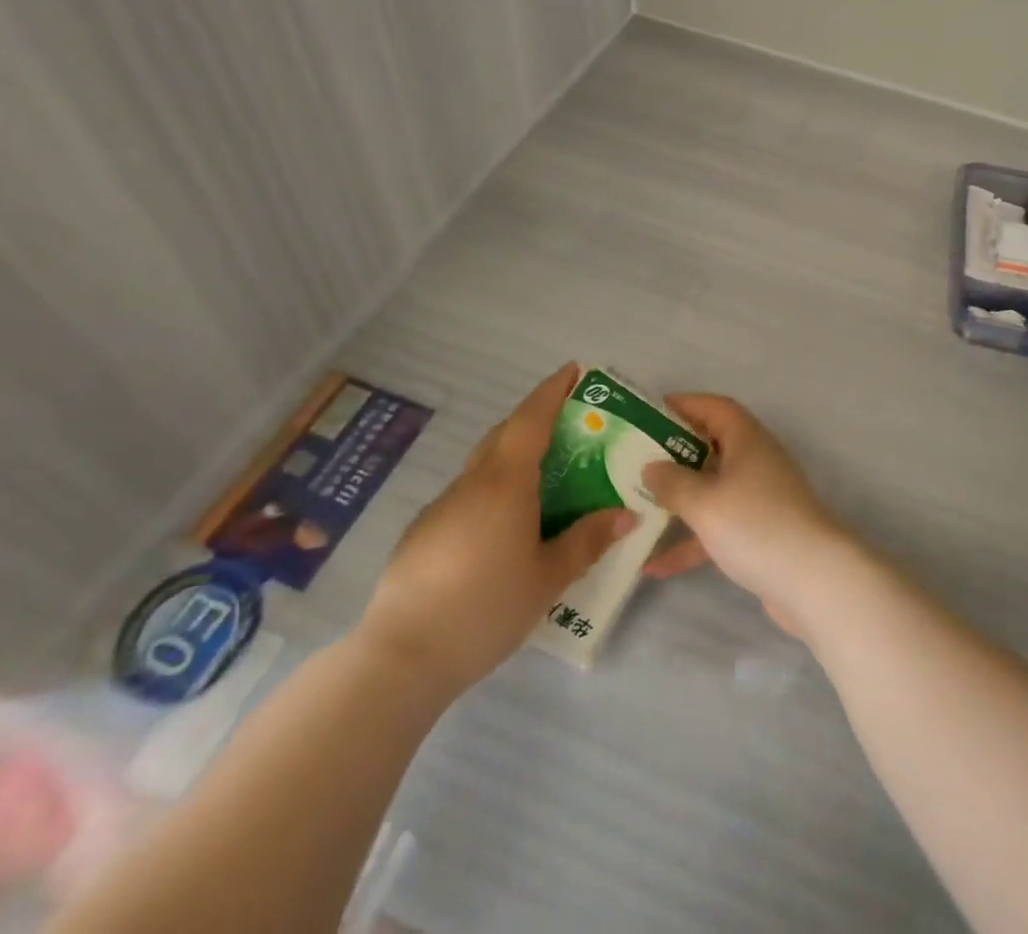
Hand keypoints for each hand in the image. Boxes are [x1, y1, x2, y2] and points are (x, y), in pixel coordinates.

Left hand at [357, 363, 634, 692]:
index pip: (531, 418)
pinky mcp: (423, 532)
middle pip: (505, 433)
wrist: (401, 657)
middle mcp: (472, 483)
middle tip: (568, 423)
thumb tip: (626, 514)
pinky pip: (468, 494)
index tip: (573, 370)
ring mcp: (442, 505)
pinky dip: (492, 490)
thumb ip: (587, 541)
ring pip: (484, 465)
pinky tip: (502, 528)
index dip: (552, 390)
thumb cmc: (485, 608)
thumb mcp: (548, 578)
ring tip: (543, 479)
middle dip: (535, 418)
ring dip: (513, 456)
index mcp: (505, 482)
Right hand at [640, 394, 852, 635]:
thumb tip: (652, 467)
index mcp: (746, 439)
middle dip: (674, 454)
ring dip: (679, 501)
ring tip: (636, 510)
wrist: (814, 581)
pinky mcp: (761, 534)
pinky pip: (719, 527)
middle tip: (635, 461)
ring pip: (712, 490)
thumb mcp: (704, 502)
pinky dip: (691, 542)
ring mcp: (760, 499)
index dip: (684, 405)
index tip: (648, 413)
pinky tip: (655, 567)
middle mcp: (755, 461)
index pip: (714, 407)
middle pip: (710, 448)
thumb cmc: (756, 526)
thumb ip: (672, 482)